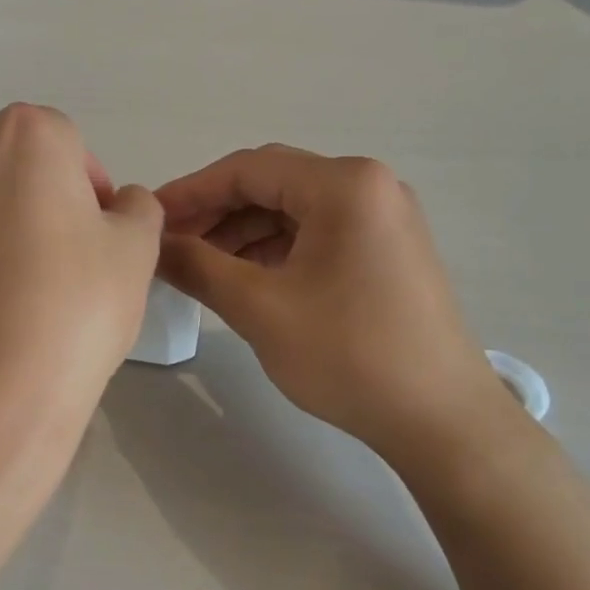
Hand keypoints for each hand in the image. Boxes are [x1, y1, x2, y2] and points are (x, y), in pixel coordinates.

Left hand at [0, 104, 162, 429]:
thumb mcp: (137, 248)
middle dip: (42, 193)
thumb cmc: (75, 305)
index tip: (98, 239)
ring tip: (16, 277)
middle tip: (63, 257)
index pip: (70, 144)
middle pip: (16, 159)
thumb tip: (117, 205)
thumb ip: (137, 206)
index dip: (90, 191)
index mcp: (28, 132)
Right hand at [157, 146, 506, 462]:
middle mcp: (369, 187)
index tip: (149, 220)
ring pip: (291, 210)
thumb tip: (155, 246)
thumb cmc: (348, 355)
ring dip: (240, 233)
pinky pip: (315, 234)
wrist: (440, 419)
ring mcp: (383, 218)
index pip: (247, 169)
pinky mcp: (386, 250)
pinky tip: (242, 279)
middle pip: (271, 184)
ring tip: (198, 267)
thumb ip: (197, 267)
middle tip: (169, 246)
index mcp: (344, 185)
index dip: (190, 192)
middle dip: (214, 213)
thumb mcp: (259, 308)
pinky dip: (272, 251)